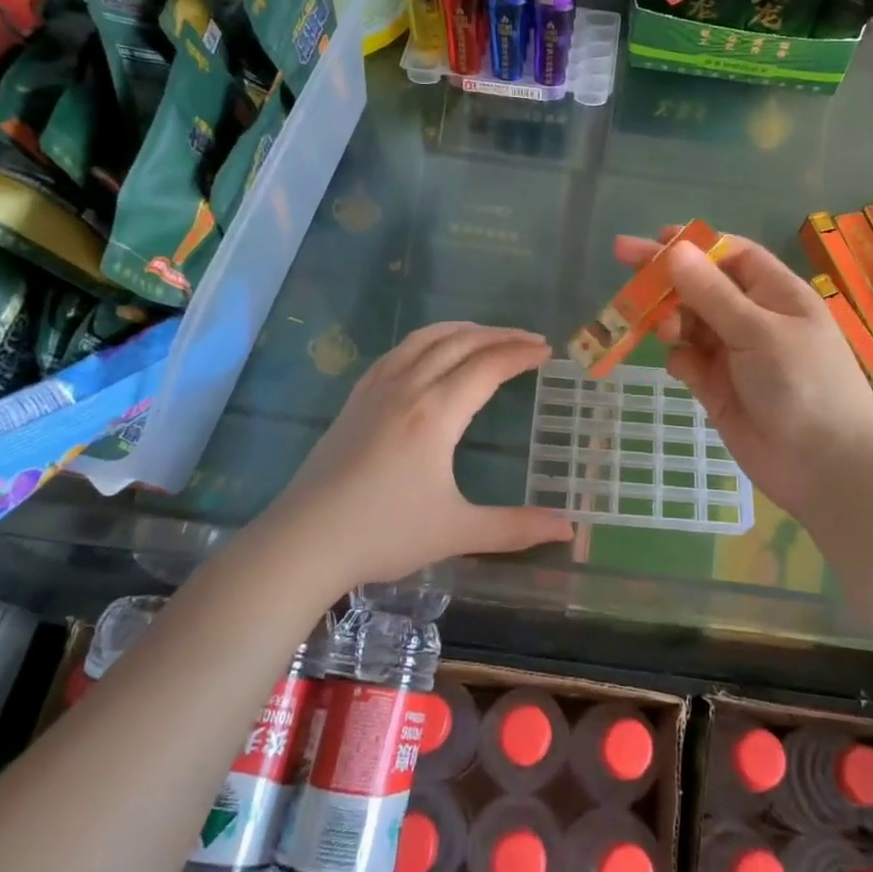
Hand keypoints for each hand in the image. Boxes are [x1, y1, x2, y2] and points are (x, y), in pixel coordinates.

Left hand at [264, 323, 574, 592]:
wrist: (303, 541)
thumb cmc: (383, 534)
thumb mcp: (456, 532)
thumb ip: (515, 528)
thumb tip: (569, 531)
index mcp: (436, 412)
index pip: (488, 366)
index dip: (520, 354)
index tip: (546, 352)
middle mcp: (408, 387)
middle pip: (460, 343)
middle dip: (500, 335)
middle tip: (529, 340)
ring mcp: (377, 389)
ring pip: (425, 338)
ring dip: (463, 330)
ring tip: (487, 335)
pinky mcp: (356, 399)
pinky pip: (397, 352)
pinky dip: (426, 340)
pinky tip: (431, 352)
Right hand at [613, 230, 872, 521]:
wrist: (824, 467)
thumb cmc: (802, 384)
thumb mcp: (758, 331)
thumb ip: (712, 292)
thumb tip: (675, 249)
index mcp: (775, 293)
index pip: (730, 254)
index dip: (694, 244)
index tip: (656, 238)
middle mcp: (753, 318)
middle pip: (701, 285)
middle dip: (667, 277)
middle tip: (624, 259)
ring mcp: (734, 353)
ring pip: (689, 322)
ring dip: (671, 318)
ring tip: (663, 330)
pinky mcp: (717, 387)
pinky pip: (688, 359)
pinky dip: (679, 358)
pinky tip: (683, 369)